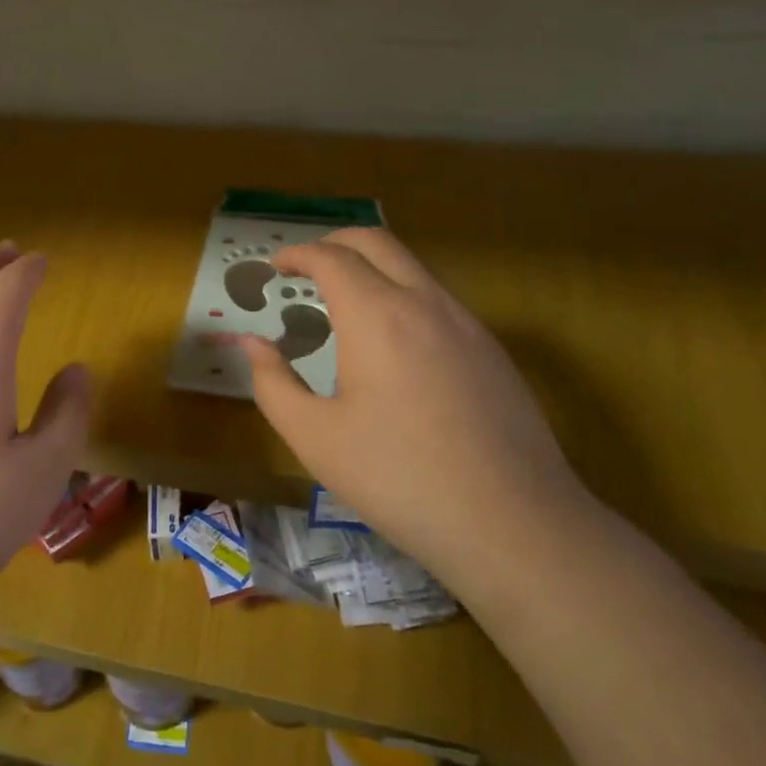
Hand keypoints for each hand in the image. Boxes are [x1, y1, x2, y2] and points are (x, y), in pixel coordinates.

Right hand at [240, 228, 592, 589]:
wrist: (514, 525)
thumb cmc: (399, 479)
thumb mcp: (315, 438)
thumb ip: (273, 383)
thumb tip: (252, 344)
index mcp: (377, 316)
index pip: (331, 257)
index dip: (298, 254)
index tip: (276, 268)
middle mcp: (425, 303)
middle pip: (377, 241)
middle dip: (334, 243)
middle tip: (306, 268)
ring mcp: (467, 324)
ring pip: (412, 267)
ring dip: (372, 268)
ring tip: (343, 305)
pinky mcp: (491, 350)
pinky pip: (437, 299)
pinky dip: (402, 296)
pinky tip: (392, 345)